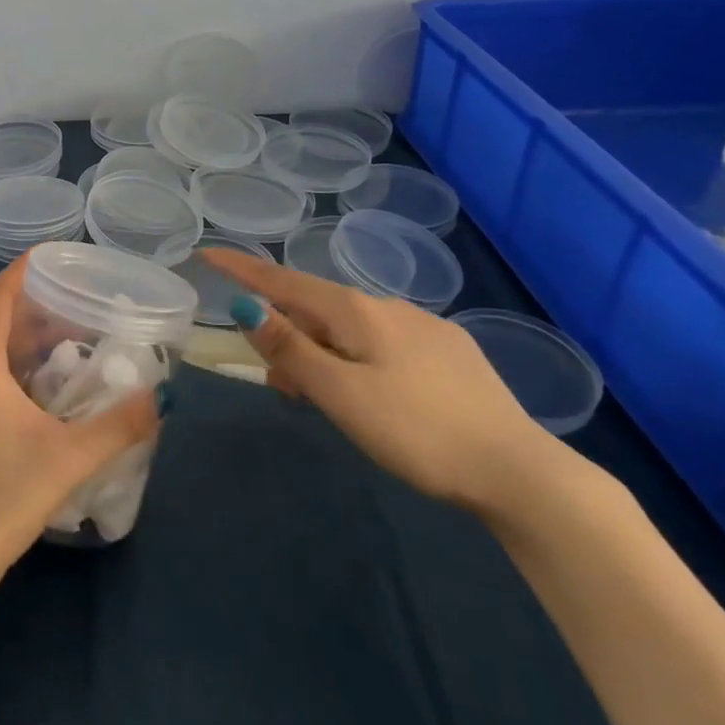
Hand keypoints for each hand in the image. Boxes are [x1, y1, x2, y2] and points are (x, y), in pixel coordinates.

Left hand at [0, 259, 159, 591]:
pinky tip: (31, 405)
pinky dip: (3, 379)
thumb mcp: (71, 458)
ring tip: (60, 358)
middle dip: (30, 318)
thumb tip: (159, 398)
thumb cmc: (6, 496)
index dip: (17, 274)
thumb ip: (118, 426)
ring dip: (18, 352)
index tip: (43, 255)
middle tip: (72, 315)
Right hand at [199, 250, 560, 513]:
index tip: (206, 253)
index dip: (241, 268)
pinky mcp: (449, 352)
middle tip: (280, 387)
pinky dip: (355, 358)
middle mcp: (387, 306)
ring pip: (350, 328)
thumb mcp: (339, 393)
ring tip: (324, 400)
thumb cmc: (415, 431)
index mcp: (355, 312)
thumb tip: (245, 304)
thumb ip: (290, 348)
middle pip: (315, 308)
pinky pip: (382, 342)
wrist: (518, 470)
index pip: (283, 280)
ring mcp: (423, 327)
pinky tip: (374, 395)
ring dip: (321, 352)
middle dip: (286, 335)